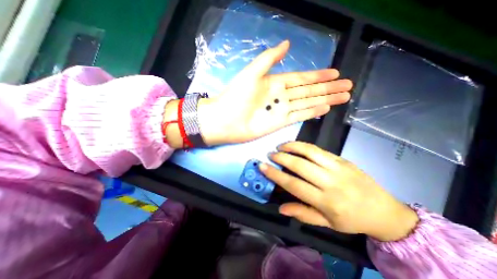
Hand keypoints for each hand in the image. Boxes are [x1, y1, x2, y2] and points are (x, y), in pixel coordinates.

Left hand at [196, 41, 350, 145]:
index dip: (318, 76)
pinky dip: (312, 112)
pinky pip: (299, 116)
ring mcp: (281, 110)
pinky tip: (325, 108)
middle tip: (347, 85)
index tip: (335, 73)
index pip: (301, 78)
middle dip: (328, 88)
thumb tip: (287, 43)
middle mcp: (281, 95)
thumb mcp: (252, 72)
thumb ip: (269, 59)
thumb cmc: (236, 96)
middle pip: (309, 90)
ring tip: (343, 96)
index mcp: (275, 82)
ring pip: (308, 103)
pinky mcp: (280, 123)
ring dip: (325, 99)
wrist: (227, 120)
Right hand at [260, 142, 418, 241]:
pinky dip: (304, 145)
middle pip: (300, 166)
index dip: (275, 175)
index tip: (263, 166)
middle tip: (270, 154)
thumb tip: (281, 207)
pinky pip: (319, 149)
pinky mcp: (342, 159)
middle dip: (281, 158)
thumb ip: (303, 214)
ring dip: (292, 147)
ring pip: (310, 152)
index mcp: (326, 202)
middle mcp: (331, 182)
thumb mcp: (327, 224)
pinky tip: (295, 145)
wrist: (384, 211)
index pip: (294, 185)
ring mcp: (338, 168)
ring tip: (280, 146)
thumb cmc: (352, 220)